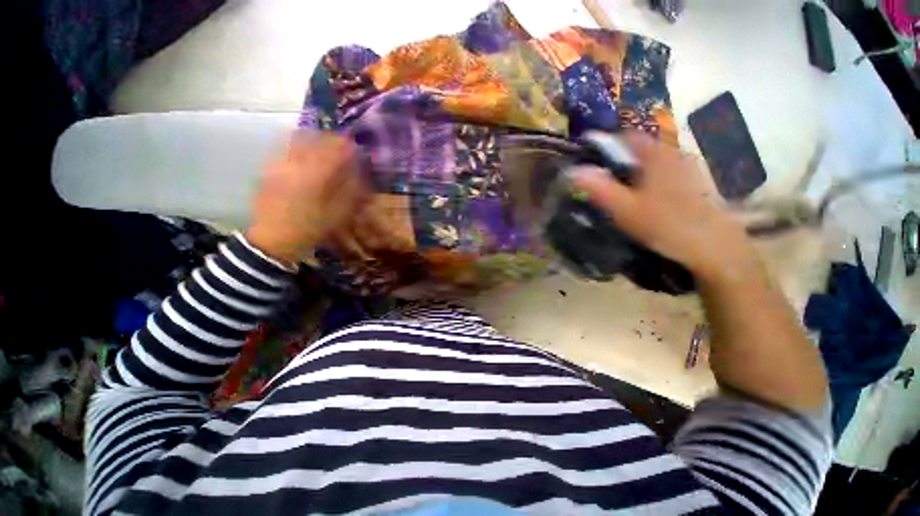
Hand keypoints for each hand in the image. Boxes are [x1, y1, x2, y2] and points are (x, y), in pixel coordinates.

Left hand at [246, 132, 364, 264]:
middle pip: (313, 139)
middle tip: (341, 144)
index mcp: (314, 177)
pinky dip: (298, 144)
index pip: (332, 151)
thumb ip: (350, 191)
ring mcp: (278, 164)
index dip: (345, 145)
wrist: (275, 239)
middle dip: (329, 139)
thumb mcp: (338, 214)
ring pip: (296, 139)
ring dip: (313, 138)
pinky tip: (305, 154)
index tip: (355, 145)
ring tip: (323, 146)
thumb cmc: (312, 229)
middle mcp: (295, 165)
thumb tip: (357, 172)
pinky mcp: (269, 168)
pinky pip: (284, 147)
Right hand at [571, 131, 755, 279]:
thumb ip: (599, 188)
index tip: (592, 161)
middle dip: (619, 160)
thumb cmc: (665, 224)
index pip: (627, 136)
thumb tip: (574, 171)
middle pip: (641, 149)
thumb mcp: (625, 208)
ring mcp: (688, 168)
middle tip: (603, 181)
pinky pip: (665, 173)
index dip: (607, 144)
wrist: (714, 247)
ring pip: (653, 162)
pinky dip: (650, 180)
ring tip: (622, 193)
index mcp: (656, 155)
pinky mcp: (696, 183)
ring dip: (635, 172)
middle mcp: (675, 154)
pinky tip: (646, 201)